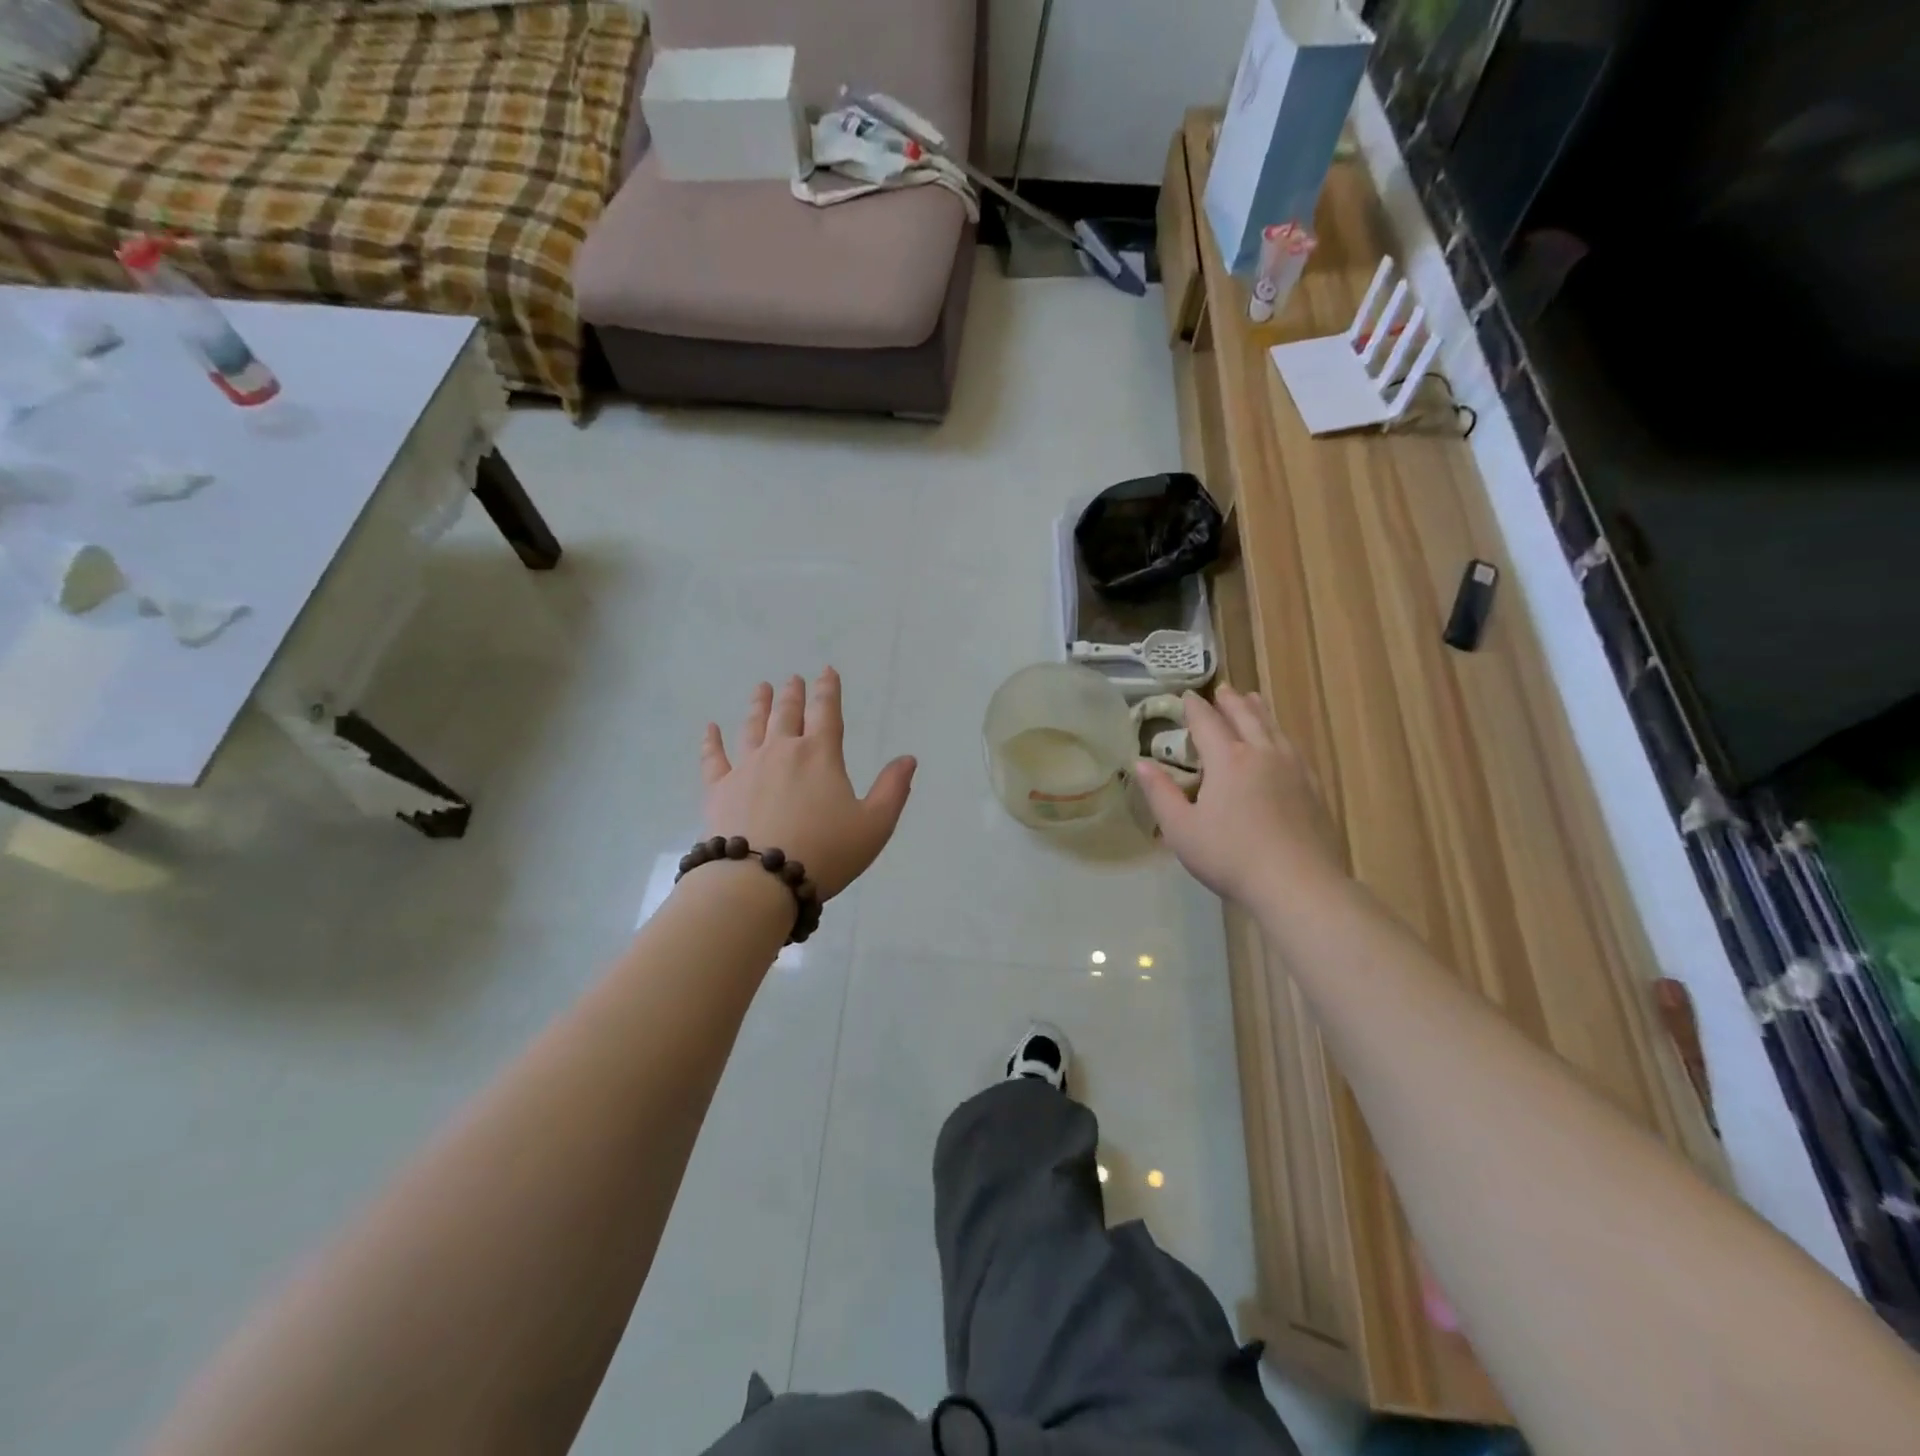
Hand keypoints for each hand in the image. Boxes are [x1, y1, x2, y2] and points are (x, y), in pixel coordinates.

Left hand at [701, 670, 915, 900]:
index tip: (827, 671)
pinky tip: (710, 729)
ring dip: (758, 706)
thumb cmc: (824, 852)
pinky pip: (713, 758)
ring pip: (752, 727)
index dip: (829, 690)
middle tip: (793, 679)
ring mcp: (746, 768)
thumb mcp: (874, 825)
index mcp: (820, 755)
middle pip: (788, 714)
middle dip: (793, 694)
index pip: (827, 712)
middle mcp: (782, 751)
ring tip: (761, 689)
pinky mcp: (718, 789)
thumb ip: (893, 789)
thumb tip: (907, 759)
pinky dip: (711, 741)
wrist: (758, 881)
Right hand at [1137, 686, 1342, 908]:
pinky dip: (1280, 734)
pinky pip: (1293, 747)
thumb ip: (1160, 793)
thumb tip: (1139, 763)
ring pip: (1273, 728)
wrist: (1297, 883)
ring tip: (1252, 700)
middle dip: (1230, 702)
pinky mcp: (1312, 786)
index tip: (1186, 696)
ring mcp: (1292, 768)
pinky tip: (1282, 742)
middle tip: (1222, 690)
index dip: (1194, 708)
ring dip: (1259, 710)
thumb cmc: (1230, 856)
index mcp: (1227, 760)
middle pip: (1245, 716)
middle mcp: (1261, 753)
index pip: (1207, 722)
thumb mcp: (1181, 829)